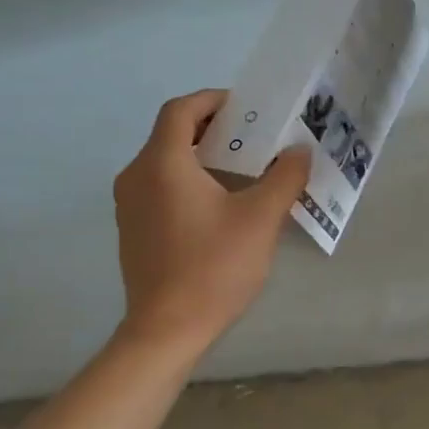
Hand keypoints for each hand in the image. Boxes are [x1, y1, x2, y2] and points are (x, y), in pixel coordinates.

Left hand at [112, 89, 311, 352]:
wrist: (167, 329)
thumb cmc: (213, 266)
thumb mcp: (260, 219)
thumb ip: (284, 177)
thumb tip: (299, 151)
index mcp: (162, 163)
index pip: (181, 109)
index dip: (214, 100)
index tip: (247, 109)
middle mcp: (137, 176)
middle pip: (172, 134)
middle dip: (214, 129)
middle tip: (254, 138)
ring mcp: (130, 205)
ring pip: (165, 163)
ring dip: (202, 157)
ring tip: (243, 169)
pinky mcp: (133, 230)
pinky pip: (160, 188)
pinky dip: (188, 181)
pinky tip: (220, 205)